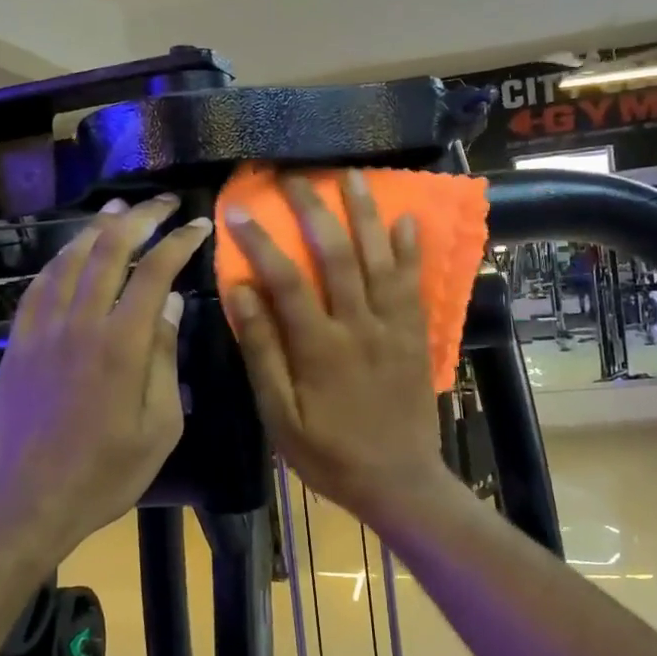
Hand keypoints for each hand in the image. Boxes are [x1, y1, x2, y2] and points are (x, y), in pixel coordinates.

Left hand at [0, 196, 211, 551]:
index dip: (180, 241)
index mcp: (121, 345)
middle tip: (164, 202)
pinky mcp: (18, 344)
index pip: (155, 272)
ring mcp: (42, 331)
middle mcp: (80, 324)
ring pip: (69, 259)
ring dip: (96, 228)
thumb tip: (174, 306)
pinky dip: (58, 259)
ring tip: (119, 209)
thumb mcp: (160, 427)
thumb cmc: (105, 474)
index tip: (200, 224)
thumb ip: (166, 360)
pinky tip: (70, 253)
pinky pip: (37, 286)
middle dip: (140, 217)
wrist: (25, 504)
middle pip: (109, 250)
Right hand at [225, 172, 451, 522]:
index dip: (261, 241)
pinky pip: (415, 283)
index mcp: (319, 347)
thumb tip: (242, 294)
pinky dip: (412, 250)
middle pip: (336, 254)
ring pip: (380, 258)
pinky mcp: (415, 334)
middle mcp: (358, 325)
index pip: (286, 280)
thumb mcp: (281, 417)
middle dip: (314, 210)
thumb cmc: (329, 453)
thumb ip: (263, 353)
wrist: (398, 479)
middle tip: (295, 176)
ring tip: (351, 175)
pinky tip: (407, 219)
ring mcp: (393, 327)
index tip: (240, 210)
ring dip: (366, 214)